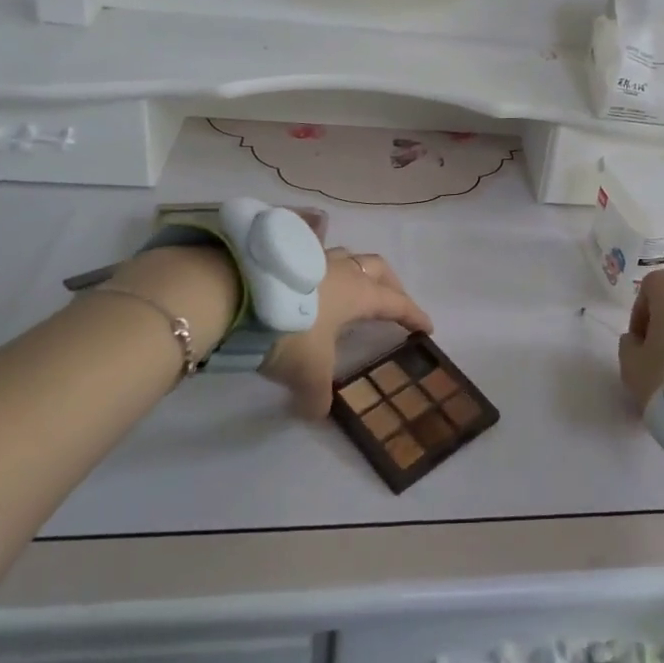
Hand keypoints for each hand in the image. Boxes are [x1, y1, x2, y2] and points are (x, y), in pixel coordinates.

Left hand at [261, 248, 431, 418]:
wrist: (236, 294)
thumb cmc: (288, 330)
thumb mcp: (307, 373)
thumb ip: (318, 395)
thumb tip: (317, 412)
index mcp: (358, 294)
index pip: (396, 303)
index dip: (413, 315)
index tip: (427, 327)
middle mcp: (341, 269)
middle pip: (378, 268)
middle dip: (390, 285)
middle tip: (393, 302)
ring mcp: (313, 255)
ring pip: (345, 256)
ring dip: (354, 271)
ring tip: (348, 287)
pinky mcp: (285, 252)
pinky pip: (312, 250)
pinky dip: (318, 262)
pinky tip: (308, 271)